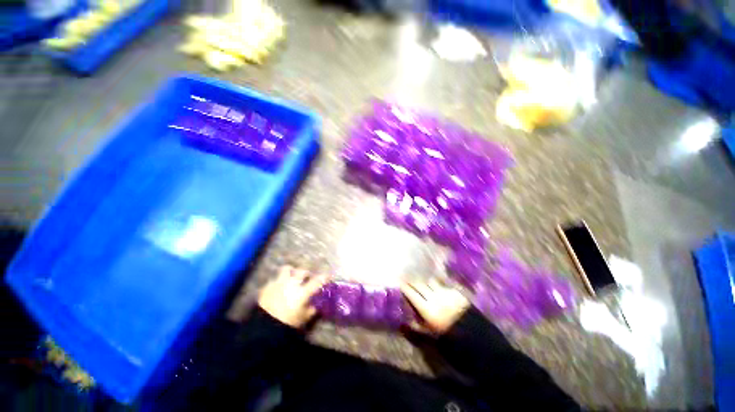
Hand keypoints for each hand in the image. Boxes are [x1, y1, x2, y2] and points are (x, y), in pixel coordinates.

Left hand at [258, 266, 327, 327]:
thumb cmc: (287, 323)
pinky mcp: (268, 286)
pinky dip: (278, 281)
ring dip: (291, 271)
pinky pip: (275, 279)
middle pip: (302, 271)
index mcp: (302, 291)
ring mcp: (279, 283)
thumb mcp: (303, 318)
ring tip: (292, 276)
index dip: (324, 277)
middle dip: (306, 273)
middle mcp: (292, 283)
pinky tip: (278, 287)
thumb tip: (317, 305)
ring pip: (287, 269)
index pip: (317, 281)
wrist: (263, 327)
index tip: (328, 276)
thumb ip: (312, 310)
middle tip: (307, 277)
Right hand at [401, 279, 469, 334]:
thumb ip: (414, 327)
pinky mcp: (453, 291)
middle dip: (411, 280)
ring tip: (419, 278)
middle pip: (419, 284)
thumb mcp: (429, 334)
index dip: (404, 287)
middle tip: (405, 277)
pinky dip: (435, 283)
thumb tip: (401, 322)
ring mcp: (444, 292)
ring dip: (423, 280)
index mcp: (427, 309)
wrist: (472, 334)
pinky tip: (433, 283)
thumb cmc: (447, 335)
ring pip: (429, 281)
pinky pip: (441, 283)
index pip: (412, 294)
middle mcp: (434, 297)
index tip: (398, 282)